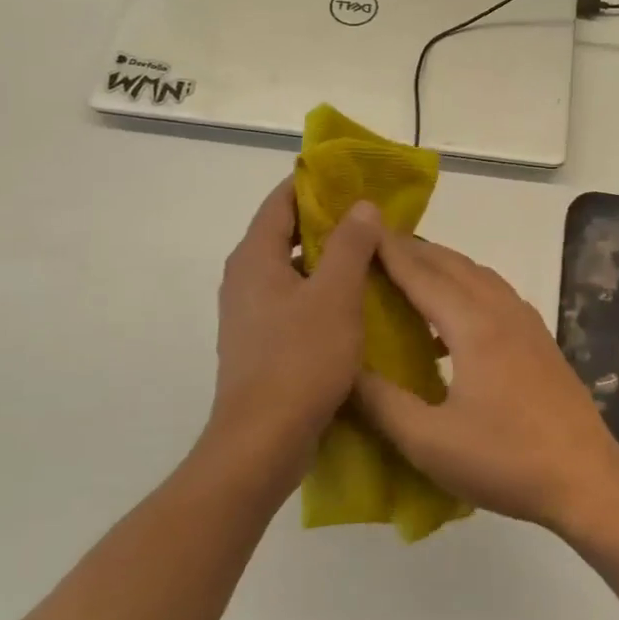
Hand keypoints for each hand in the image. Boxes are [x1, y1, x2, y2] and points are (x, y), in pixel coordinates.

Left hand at [207, 177, 382, 490]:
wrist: (263, 441)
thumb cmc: (300, 360)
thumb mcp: (336, 295)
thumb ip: (351, 245)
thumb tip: (361, 205)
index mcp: (255, 258)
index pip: (281, 201)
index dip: (314, 184)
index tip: (352, 178)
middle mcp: (245, 279)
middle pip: (286, 234)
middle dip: (329, 223)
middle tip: (374, 220)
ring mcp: (250, 315)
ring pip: (293, 272)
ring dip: (329, 262)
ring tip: (373, 258)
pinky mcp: (261, 345)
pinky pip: (294, 303)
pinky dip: (322, 294)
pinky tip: (356, 306)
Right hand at [353, 232, 618, 534]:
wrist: (586, 479)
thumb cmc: (505, 460)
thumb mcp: (429, 441)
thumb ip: (381, 403)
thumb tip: (343, 370)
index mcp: (474, 326)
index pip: (423, 275)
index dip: (389, 253)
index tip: (361, 232)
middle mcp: (502, 312)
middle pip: (453, 265)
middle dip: (415, 251)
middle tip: (377, 246)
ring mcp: (527, 324)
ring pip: (479, 277)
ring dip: (444, 266)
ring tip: (411, 271)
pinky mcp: (540, 341)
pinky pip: (496, 296)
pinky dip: (468, 288)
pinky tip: (452, 320)